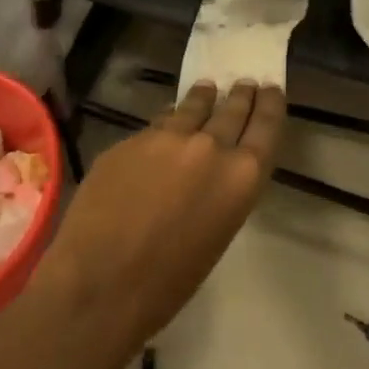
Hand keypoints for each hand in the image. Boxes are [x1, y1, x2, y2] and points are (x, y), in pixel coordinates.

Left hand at [34, 81, 285, 355]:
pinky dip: (168, 120)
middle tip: (245, 83)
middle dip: (240, 95)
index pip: (266, 126)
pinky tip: (166, 119)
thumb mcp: (215, 237)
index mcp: (240, 178)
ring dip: (204, 98)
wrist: (97, 285)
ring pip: (193, 106)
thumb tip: (213, 172)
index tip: (272, 88)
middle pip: (232, 109)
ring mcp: (168, 137)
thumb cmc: (165, 285)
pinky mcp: (132, 138)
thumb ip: (221, 192)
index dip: (271, 104)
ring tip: (207, 89)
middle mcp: (211, 147)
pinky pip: (158, 123)